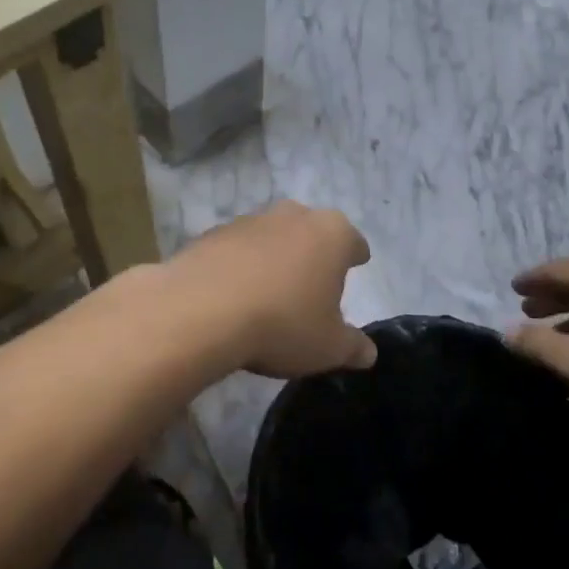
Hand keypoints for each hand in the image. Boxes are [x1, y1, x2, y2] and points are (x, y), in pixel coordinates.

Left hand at [167, 203, 377, 379]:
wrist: (200, 311)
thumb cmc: (282, 324)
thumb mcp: (328, 347)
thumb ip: (353, 347)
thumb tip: (367, 352)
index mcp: (332, 234)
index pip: (354, 243)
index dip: (355, 258)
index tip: (355, 267)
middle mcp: (293, 215)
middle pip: (311, 233)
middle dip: (312, 254)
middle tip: (311, 285)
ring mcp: (249, 220)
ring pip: (271, 237)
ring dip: (273, 258)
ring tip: (268, 294)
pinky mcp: (211, 233)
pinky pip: (236, 250)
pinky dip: (239, 266)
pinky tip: (233, 295)